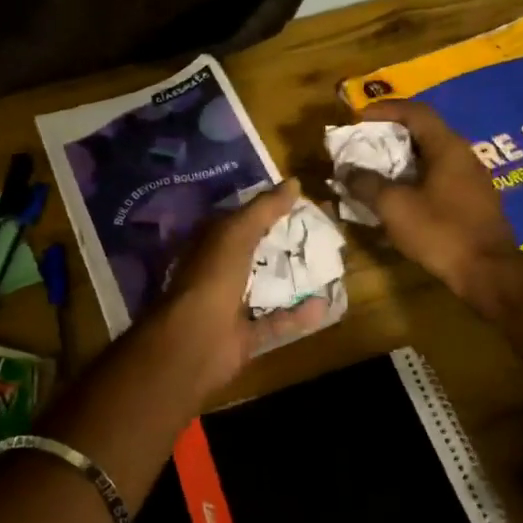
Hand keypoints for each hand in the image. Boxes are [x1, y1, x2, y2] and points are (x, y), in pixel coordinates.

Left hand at [139, 180, 330, 398]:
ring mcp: (228, 306)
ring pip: (263, 288)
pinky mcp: (244, 335)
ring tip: (325, 266)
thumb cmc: (212, 277)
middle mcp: (216, 273)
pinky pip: (275, 322)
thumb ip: (264, 209)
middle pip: (252, 254)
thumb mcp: (236, 233)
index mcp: (207, 245)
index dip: (261, 210)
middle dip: (280, 245)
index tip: (295, 202)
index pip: (235, 220)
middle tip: (318, 233)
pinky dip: (298, 316)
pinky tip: (324, 304)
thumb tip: (294, 182)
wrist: (196, 340)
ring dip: (290, 280)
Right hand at [341, 99, 521, 300]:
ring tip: (375, 173)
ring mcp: (472, 180)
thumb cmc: (441, 231)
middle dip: (390, 137)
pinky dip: (415, 181)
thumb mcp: (395, 207)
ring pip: (431, 159)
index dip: (385, 110)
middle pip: (424, 133)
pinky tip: (400, 200)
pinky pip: (439, 180)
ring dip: (401, 162)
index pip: (416, 112)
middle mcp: (464, 156)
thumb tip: (346, 171)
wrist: (488, 272)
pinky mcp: (473, 203)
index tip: (358, 118)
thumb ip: (367, 184)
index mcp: (448, 147)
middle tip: (363, 146)